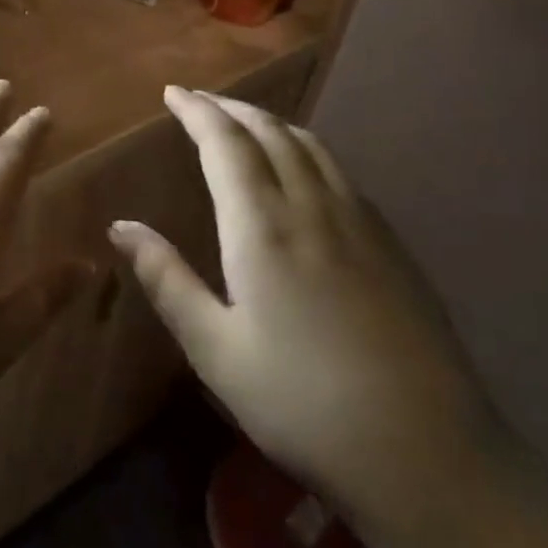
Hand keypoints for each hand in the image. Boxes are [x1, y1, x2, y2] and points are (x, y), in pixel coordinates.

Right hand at [108, 87, 508, 547]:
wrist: (426, 454)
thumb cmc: (301, 404)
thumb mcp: (215, 349)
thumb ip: (167, 279)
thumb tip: (121, 227)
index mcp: (263, 228)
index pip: (225, 144)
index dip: (197, 112)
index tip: (173, 92)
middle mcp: (314, 208)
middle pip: (271, 133)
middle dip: (232, 109)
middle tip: (201, 101)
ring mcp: (362, 223)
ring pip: (312, 147)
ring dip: (272, 123)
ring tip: (246, 123)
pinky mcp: (393, 246)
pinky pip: (340, 173)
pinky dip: (307, 151)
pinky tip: (304, 173)